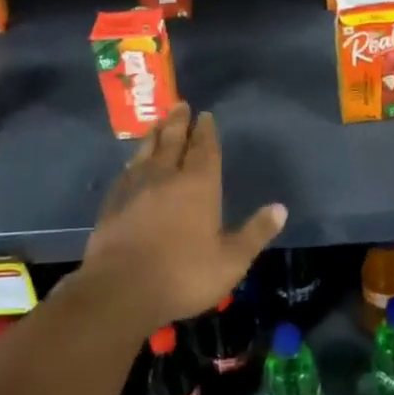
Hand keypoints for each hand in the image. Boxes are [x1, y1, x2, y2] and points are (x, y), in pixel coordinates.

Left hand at [82, 103, 286, 329]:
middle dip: (179, 122)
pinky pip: (126, 171)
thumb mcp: (231, 260)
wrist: (120, 290)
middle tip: (180, 104)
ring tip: (158, 122)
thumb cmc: (183, 275)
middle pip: (174, 141)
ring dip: (155, 134)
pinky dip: (133, 159)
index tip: (206, 115)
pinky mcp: (113, 202)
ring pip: (147, 151)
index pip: (205, 149)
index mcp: (199, 185)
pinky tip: (133, 161)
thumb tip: (280, 208)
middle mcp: (167, 177)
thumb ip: (255, 232)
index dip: (206, 131)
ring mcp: (136, 187)